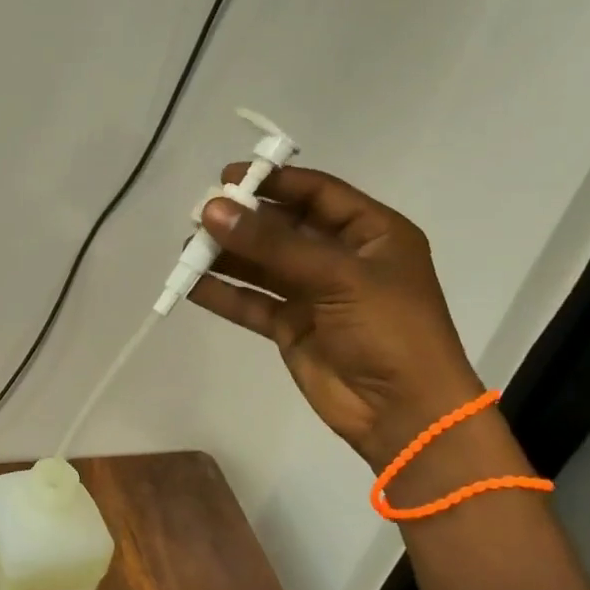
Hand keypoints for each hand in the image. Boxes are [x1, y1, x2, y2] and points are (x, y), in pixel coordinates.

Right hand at [190, 166, 486, 469]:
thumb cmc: (389, 330)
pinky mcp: (292, 327)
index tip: (227, 177)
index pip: (317, 194)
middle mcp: (341, 258)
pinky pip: (252, 302)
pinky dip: (224, 294)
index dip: (274, 182)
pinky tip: (192, 285)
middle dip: (243, 221)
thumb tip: (212, 210)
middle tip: (199, 214)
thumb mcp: (337, 276)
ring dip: (227, 256)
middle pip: (284, 228)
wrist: (402, 412)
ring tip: (187, 248)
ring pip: (263, 266)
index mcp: (371, 233)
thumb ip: (272, 244)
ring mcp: (315, 294)